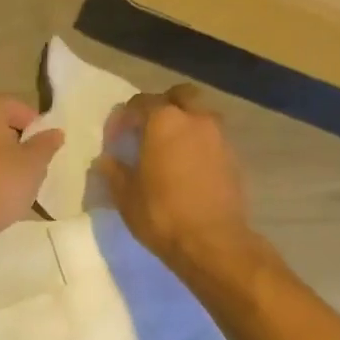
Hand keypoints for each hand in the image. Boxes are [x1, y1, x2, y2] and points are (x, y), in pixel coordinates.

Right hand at [94, 85, 252, 271]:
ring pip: (199, 115)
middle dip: (161, 106)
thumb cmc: (162, 214)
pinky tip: (186, 167)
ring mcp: (219, 137)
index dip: (122, 119)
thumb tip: (105, 159)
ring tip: (167, 149)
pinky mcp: (233, 158)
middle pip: (179, 96)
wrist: (213, 243)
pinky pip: (211, 138)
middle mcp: (195, 119)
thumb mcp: (125, 195)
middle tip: (146, 130)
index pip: (139, 103)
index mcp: (164, 121)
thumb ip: (113, 170)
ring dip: (183, 124)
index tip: (114, 140)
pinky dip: (198, 143)